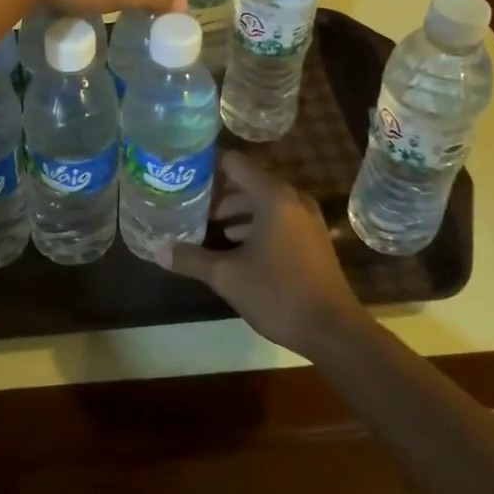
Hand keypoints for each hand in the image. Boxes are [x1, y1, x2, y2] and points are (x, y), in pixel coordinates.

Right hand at [163, 153, 363, 356]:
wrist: (334, 331)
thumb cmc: (278, 294)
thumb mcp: (227, 277)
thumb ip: (192, 259)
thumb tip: (159, 252)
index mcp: (272, 196)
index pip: (234, 162)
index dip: (207, 165)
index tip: (183, 173)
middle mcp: (292, 198)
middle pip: (248, 180)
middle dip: (218, 191)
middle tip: (189, 202)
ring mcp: (306, 218)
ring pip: (263, 200)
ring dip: (236, 209)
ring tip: (207, 224)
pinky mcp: (312, 237)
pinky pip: (278, 216)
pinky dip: (255, 222)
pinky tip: (234, 244)